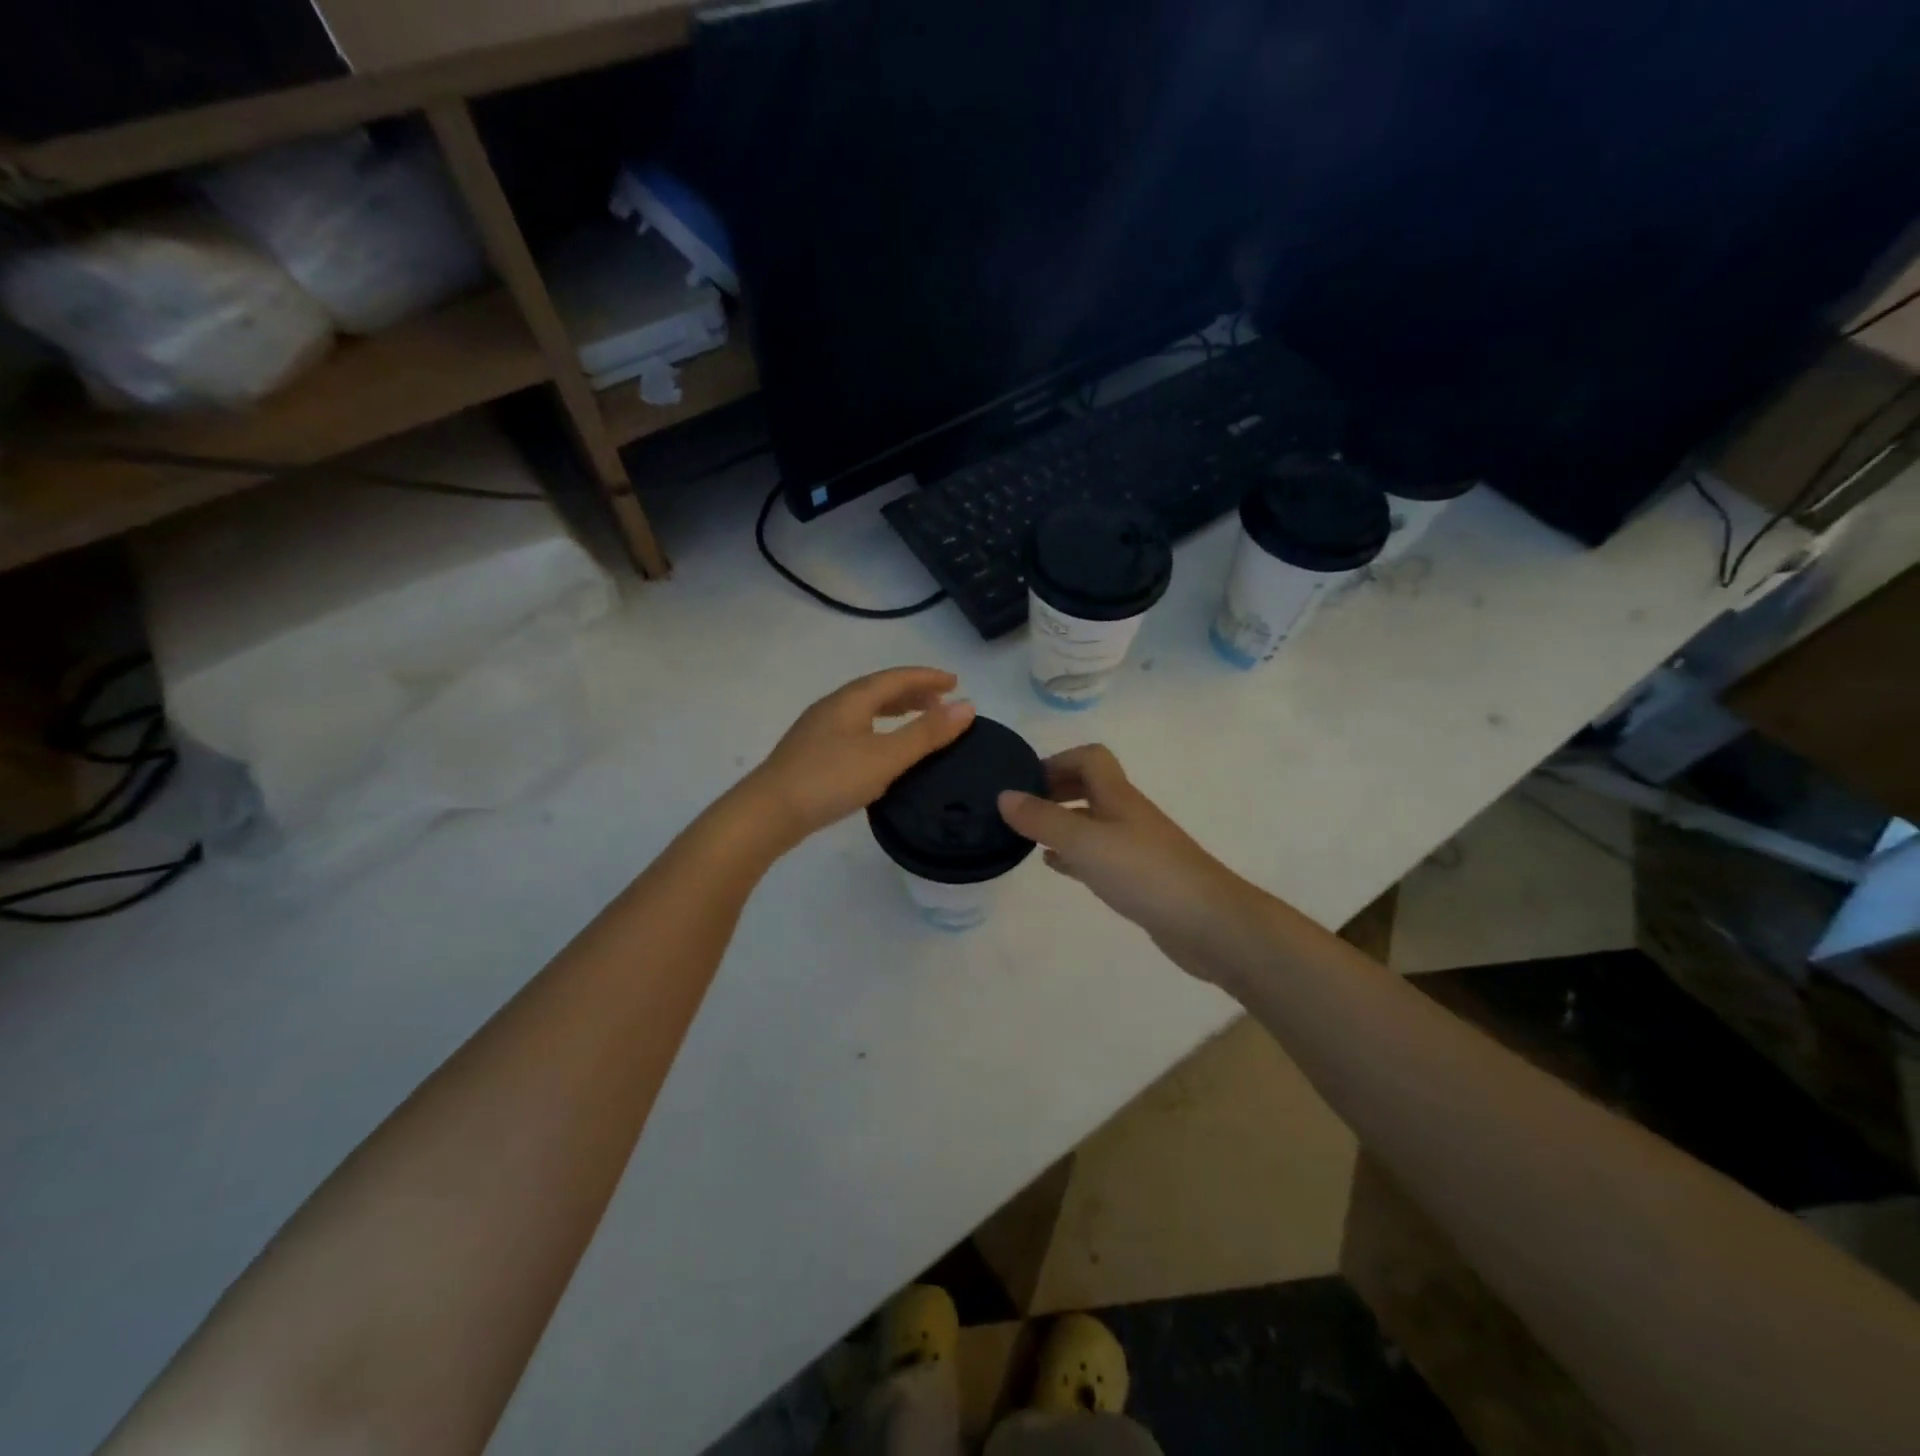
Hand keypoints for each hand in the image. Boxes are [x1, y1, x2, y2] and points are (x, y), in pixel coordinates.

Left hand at [745, 667, 975, 845]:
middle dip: (913, 692)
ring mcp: (818, 730)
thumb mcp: (886, 757)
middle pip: (879, 690)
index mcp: (851, 700)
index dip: (927, 677)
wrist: (767, 813)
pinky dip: (879, 729)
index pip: (896, 678)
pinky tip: (881, 750)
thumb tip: (967, 706)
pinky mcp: (811, 753)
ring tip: (917, 721)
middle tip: (941, 702)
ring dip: (895, 710)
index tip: (956, 682)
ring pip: (865, 710)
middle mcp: (833, 707)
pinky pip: (855, 728)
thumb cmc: (830, 780)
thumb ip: (927, 733)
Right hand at [997, 745, 1252, 980]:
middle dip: (1055, 790)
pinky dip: (1073, 854)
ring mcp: (1135, 847)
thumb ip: (1043, 819)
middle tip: (1020, 809)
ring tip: (1028, 836)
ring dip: (1062, 822)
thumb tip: (1004, 795)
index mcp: (1117, 796)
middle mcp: (1127, 815)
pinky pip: (1098, 855)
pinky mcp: (1139, 878)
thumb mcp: (1085, 842)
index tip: (1024, 781)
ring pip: (1092, 822)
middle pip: (1090, 787)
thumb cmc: (1145, 873)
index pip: (1090, 758)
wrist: (1209, 924)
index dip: (1057, 760)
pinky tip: (1055, 865)